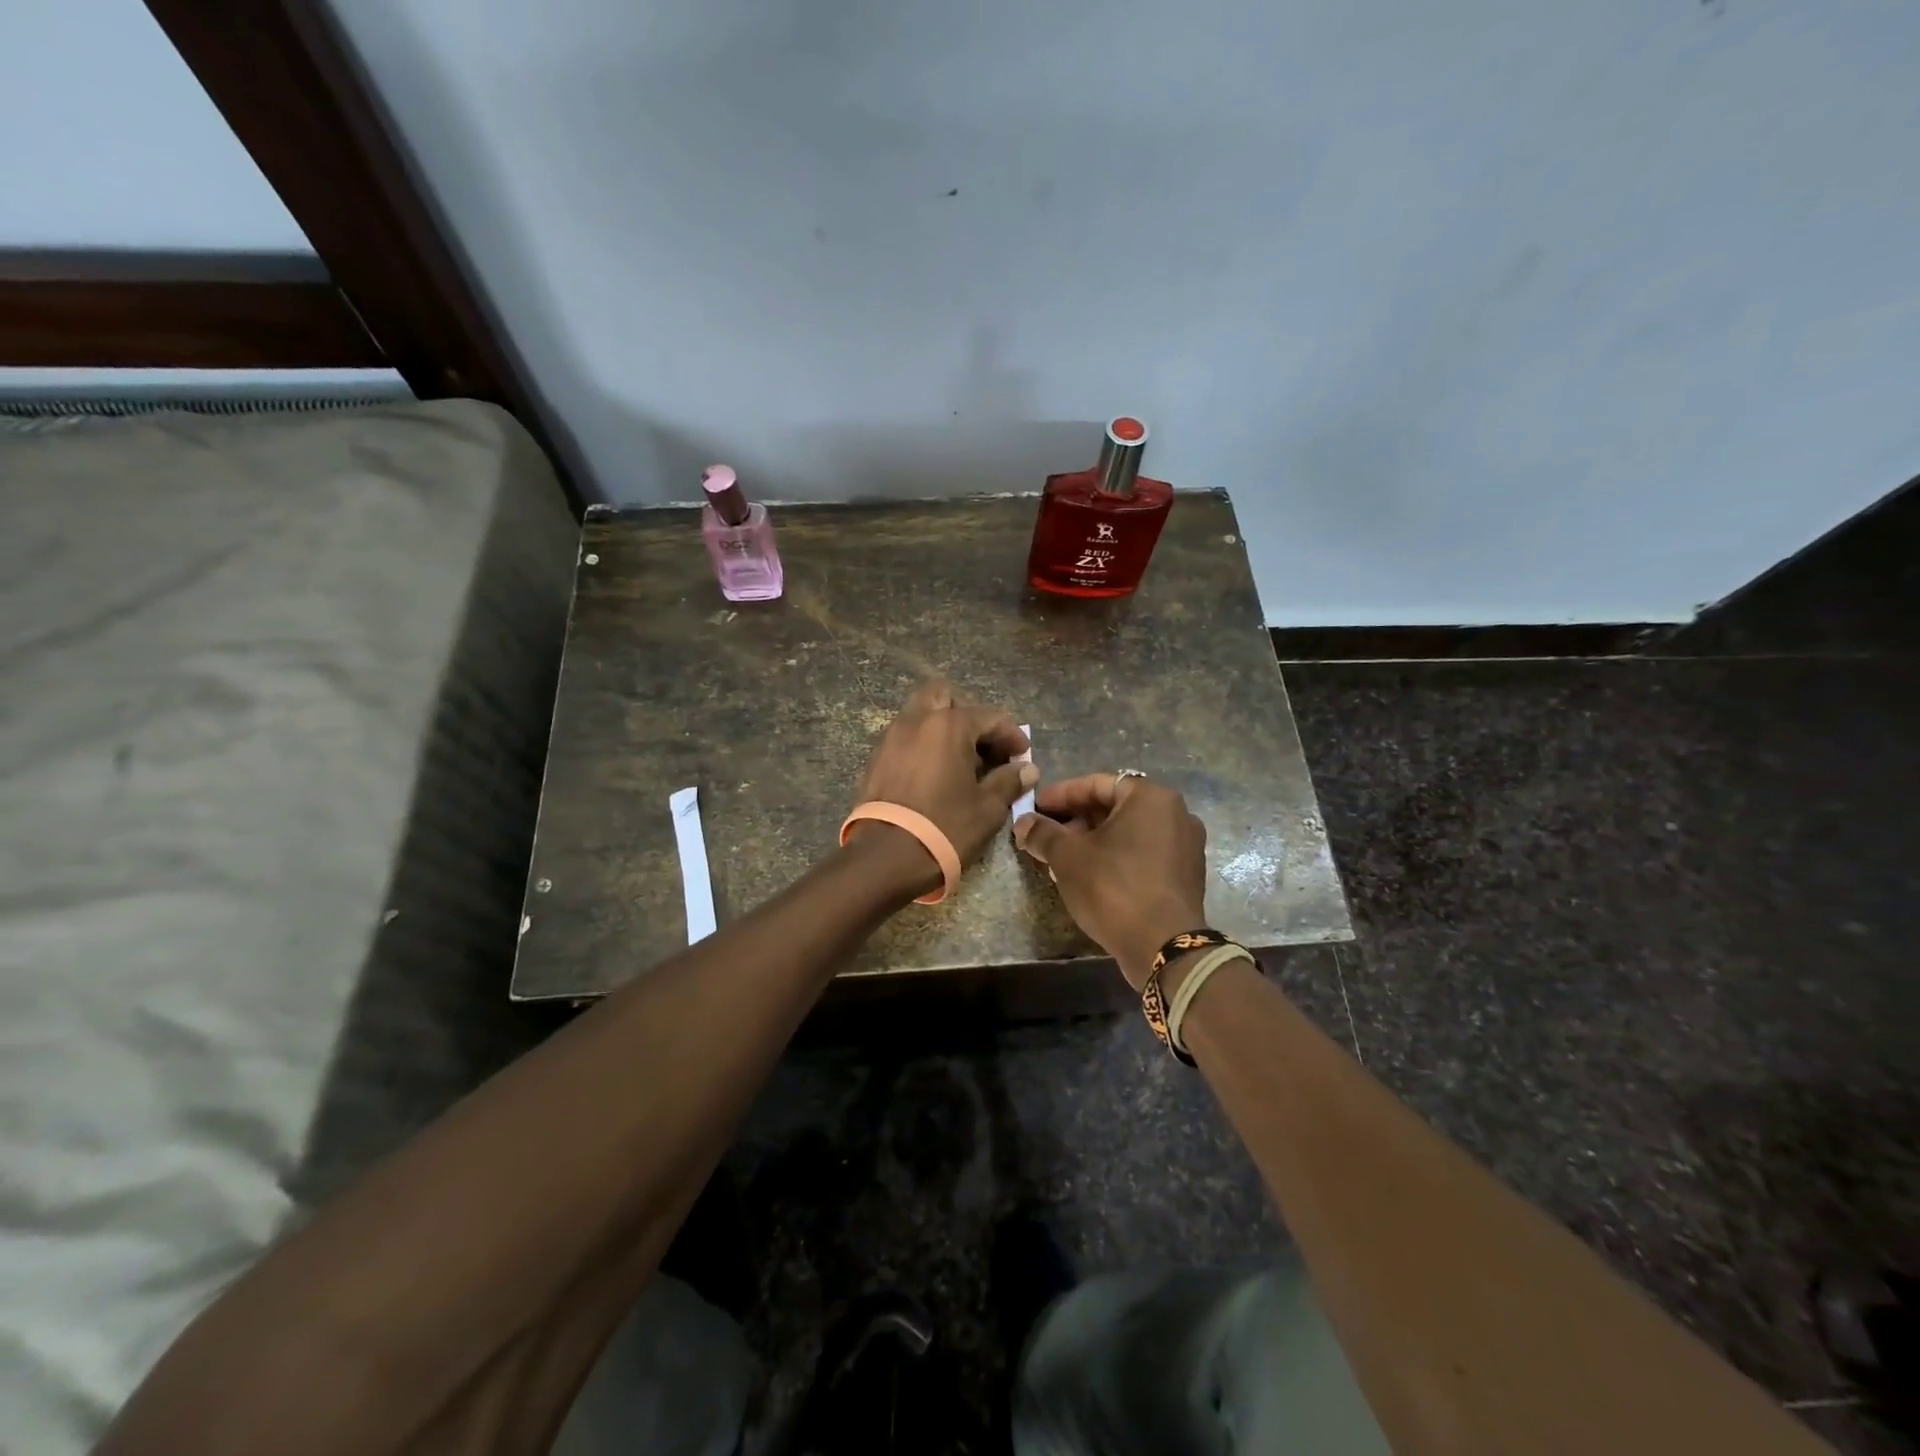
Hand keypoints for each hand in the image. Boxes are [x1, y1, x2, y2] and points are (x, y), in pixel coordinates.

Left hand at [849, 679, 1036, 892]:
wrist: (885, 858)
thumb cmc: (945, 827)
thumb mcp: (987, 808)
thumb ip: (1009, 781)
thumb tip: (1027, 769)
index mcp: (948, 725)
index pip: (990, 716)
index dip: (1011, 735)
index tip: (1022, 756)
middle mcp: (916, 720)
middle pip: (944, 696)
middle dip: (967, 714)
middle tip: (983, 745)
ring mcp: (891, 737)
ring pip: (920, 714)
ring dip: (942, 728)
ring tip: (960, 761)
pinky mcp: (875, 759)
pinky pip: (904, 738)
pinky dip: (922, 745)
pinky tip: (935, 774)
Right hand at [1014, 774, 1207, 988]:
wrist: (1163, 947)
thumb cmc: (1113, 888)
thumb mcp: (1068, 857)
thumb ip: (1043, 833)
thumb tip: (1022, 823)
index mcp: (1151, 798)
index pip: (1097, 784)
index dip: (1061, 795)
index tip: (1035, 807)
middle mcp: (1175, 813)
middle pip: (1114, 807)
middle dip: (1076, 820)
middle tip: (1045, 834)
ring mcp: (1185, 845)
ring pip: (1128, 832)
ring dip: (1093, 840)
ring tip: (1060, 857)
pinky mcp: (1185, 875)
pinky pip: (1143, 853)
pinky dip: (1116, 857)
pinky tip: (1089, 875)